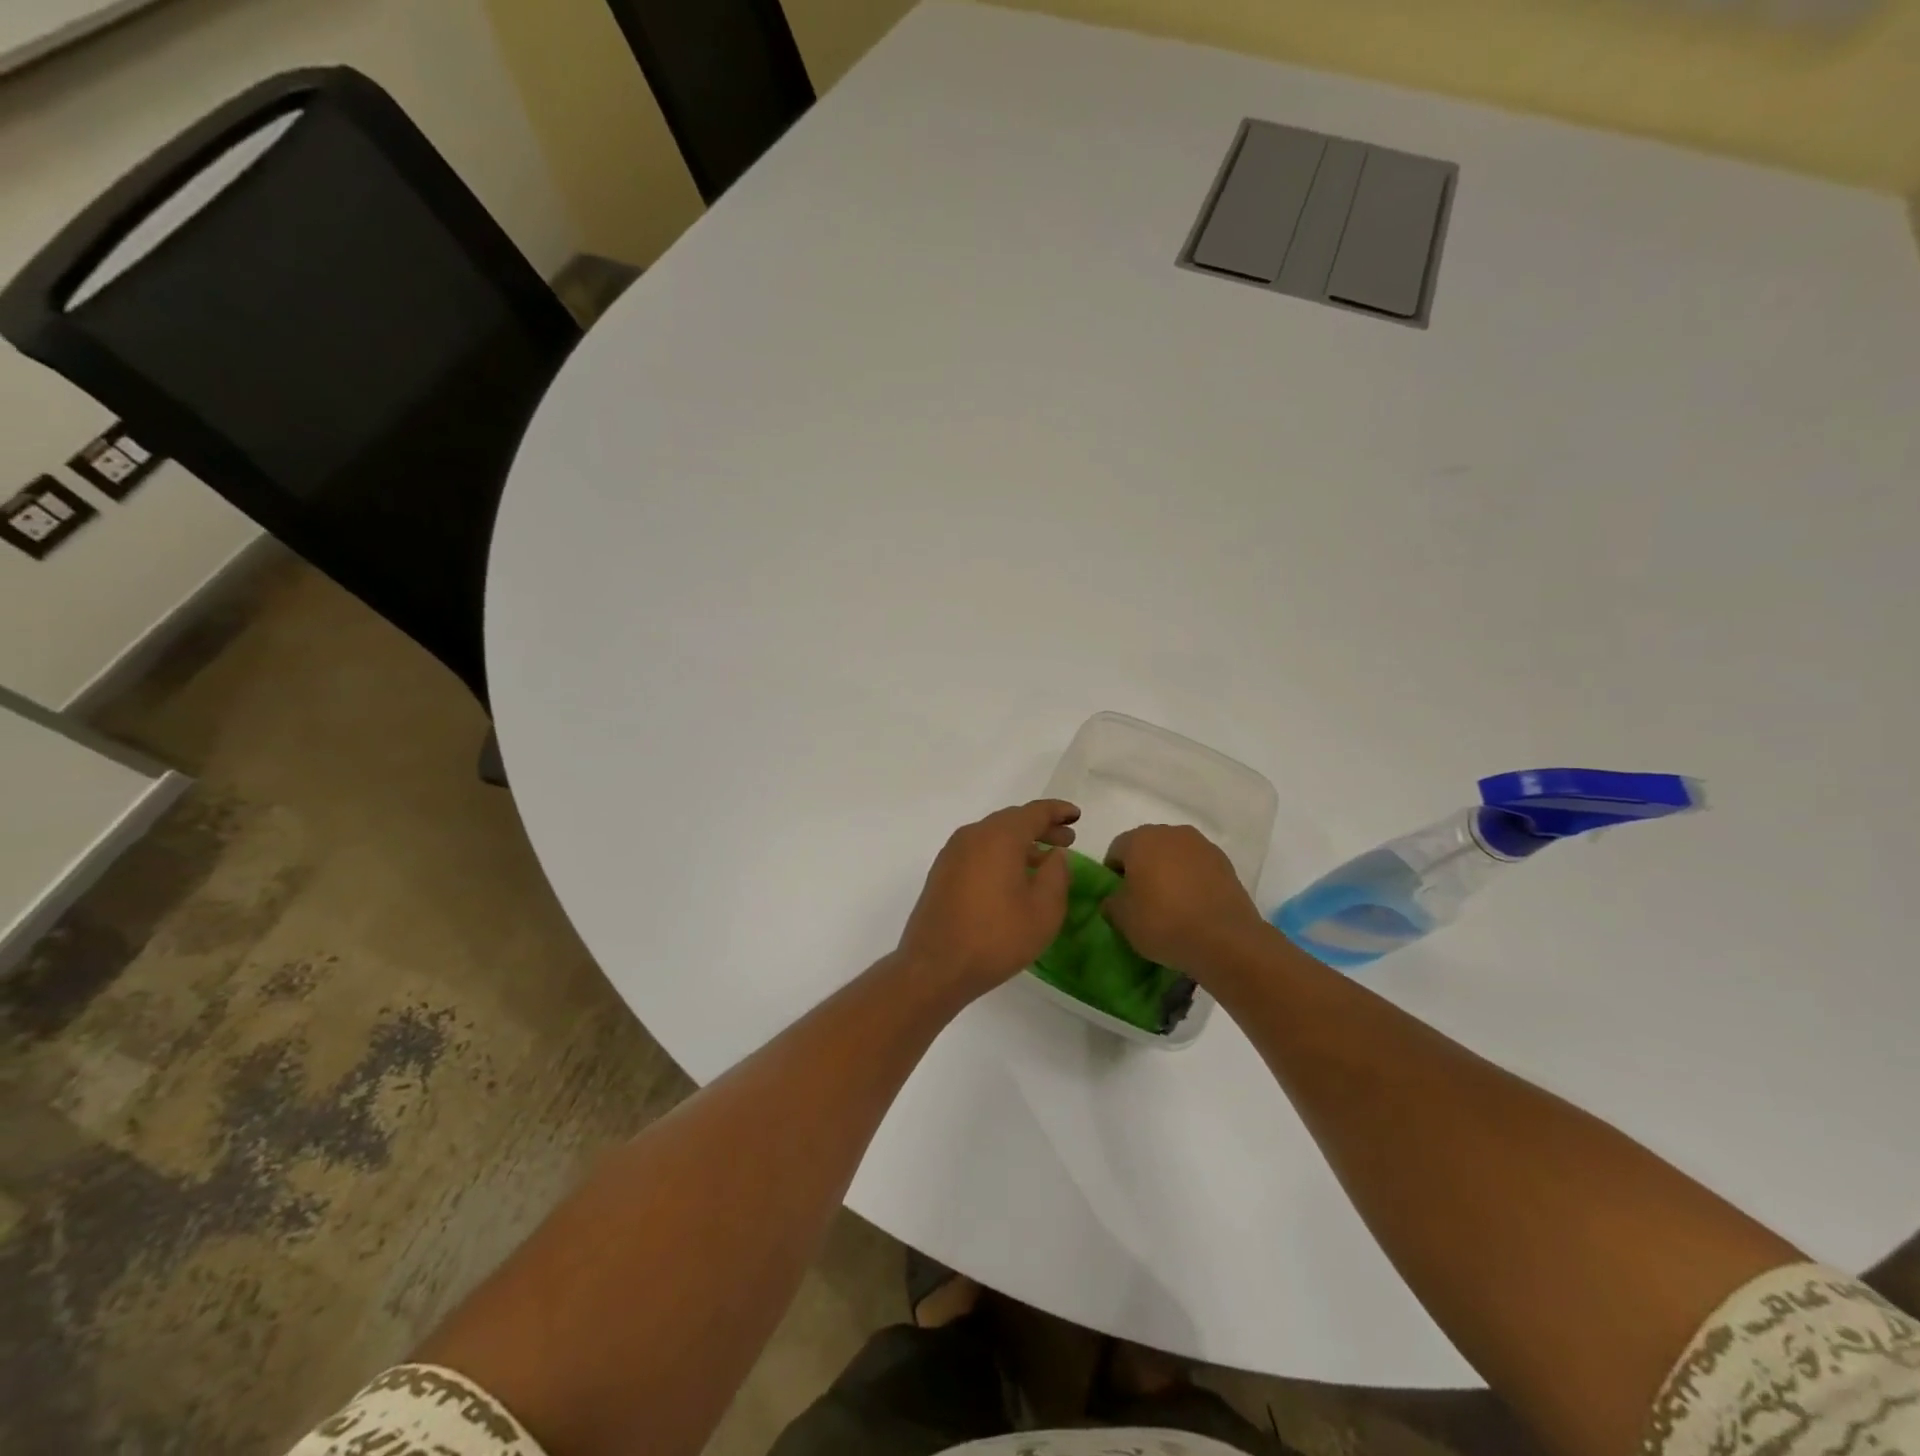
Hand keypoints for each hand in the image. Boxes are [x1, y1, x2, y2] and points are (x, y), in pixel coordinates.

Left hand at [898, 800, 1079, 1000]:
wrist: (935, 966)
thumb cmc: (996, 937)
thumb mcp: (1044, 910)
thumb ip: (1056, 874)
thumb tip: (1055, 855)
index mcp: (999, 836)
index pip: (1034, 812)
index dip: (1058, 811)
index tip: (1076, 817)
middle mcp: (973, 835)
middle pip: (1012, 821)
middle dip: (1041, 827)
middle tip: (1067, 841)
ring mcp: (953, 853)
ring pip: (993, 836)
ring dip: (1020, 842)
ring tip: (1043, 860)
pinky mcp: (942, 872)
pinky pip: (978, 851)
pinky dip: (1000, 854)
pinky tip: (1012, 877)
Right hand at [1102, 825, 1267, 978]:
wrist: (1225, 939)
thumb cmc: (1163, 922)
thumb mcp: (1122, 918)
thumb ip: (1111, 902)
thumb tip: (1116, 898)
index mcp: (1141, 839)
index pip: (1117, 850)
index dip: (1113, 874)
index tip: (1119, 898)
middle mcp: (1172, 833)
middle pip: (1148, 848)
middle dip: (1143, 869)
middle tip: (1143, 900)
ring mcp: (1202, 846)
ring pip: (1175, 856)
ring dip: (1169, 872)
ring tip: (1172, 904)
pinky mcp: (1226, 863)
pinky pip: (1198, 868)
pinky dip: (1192, 881)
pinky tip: (1194, 907)